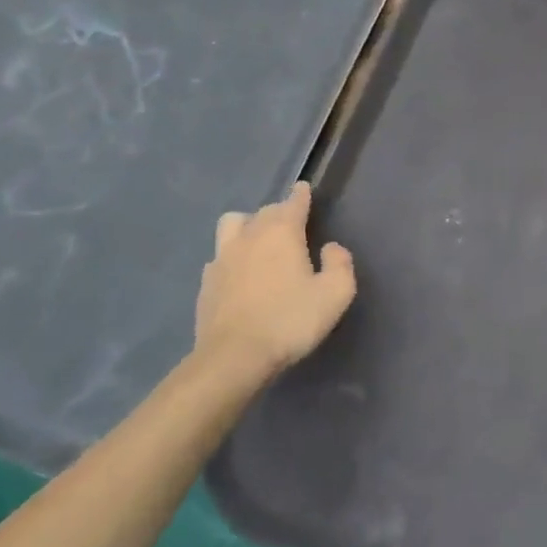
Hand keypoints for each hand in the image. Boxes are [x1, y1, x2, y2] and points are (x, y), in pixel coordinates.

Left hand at [194, 182, 355, 387]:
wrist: (234, 357)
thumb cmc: (290, 321)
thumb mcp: (335, 294)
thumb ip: (340, 264)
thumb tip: (331, 248)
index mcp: (281, 233)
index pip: (293, 202)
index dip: (301, 195)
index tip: (303, 189)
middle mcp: (249, 236)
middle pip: (264, 211)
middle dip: (279, 212)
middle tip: (291, 225)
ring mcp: (222, 258)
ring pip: (232, 225)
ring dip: (247, 226)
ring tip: (258, 241)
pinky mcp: (206, 282)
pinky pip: (220, 256)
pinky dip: (232, 257)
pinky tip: (240, 273)